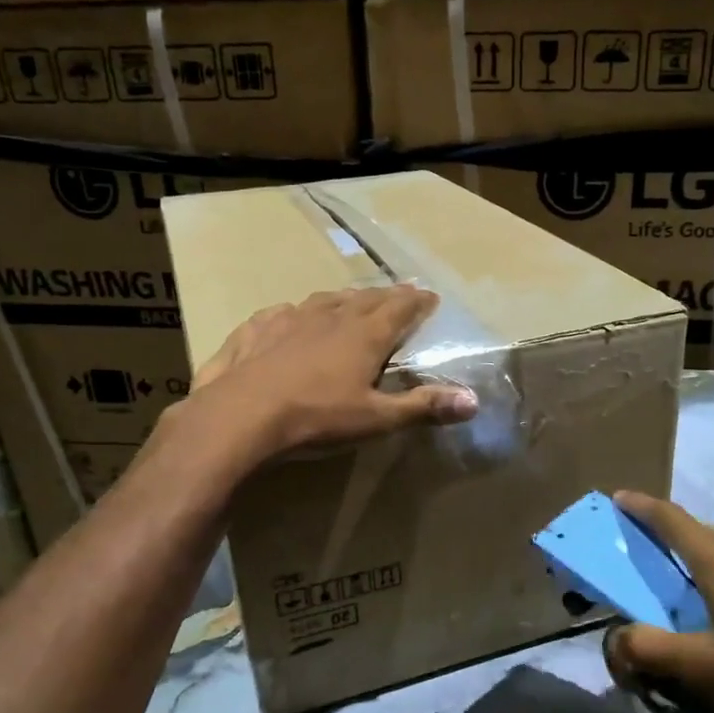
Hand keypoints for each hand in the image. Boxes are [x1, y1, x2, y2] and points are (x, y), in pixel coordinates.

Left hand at [189, 285, 477, 457]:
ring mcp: (289, 319)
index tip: (430, 296)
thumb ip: (423, 407)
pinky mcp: (255, 329)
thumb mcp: (376, 418)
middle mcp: (330, 317)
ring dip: (343, 299)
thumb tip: (473, 401)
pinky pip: (281, 313)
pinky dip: (295, 313)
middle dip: (386, 296)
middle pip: (365, 299)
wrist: (240, 416)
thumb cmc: (316, 417)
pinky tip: (290, 317)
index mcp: (364, 335)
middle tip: (399, 294)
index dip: (417, 302)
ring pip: (324, 300)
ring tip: (350, 301)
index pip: (400, 308)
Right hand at [607, 492, 713, 712]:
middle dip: (672, 546)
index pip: (670, 518)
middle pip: (700, 537)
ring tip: (699, 607)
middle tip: (653, 570)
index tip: (620, 498)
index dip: (641, 506)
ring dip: (707, 572)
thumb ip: (650, 650)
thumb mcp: (702, 665)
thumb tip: (615, 639)